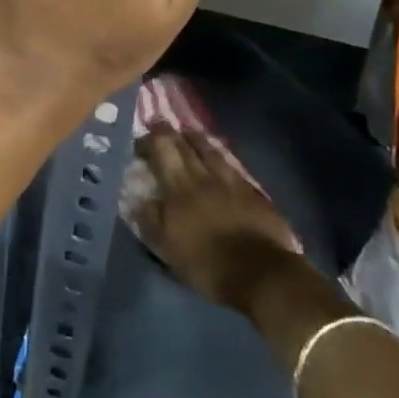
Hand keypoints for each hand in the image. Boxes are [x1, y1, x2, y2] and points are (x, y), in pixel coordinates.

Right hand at [134, 129, 302, 316]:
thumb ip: (151, 220)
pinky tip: (218, 156)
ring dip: (196, 138)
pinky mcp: (251, 191)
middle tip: (159, 124)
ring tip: (187, 132)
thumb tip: (137, 199)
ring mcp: (230, 181)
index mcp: (178, 188)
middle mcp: (202, 176)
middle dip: (169, 132)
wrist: (261, 273)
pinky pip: (231, 164)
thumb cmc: (208, 264)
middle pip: (184, 145)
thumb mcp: (169, 249)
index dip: (148, 141)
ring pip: (210, 150)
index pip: (160, 150)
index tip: (139, 141)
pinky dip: (220, 156)